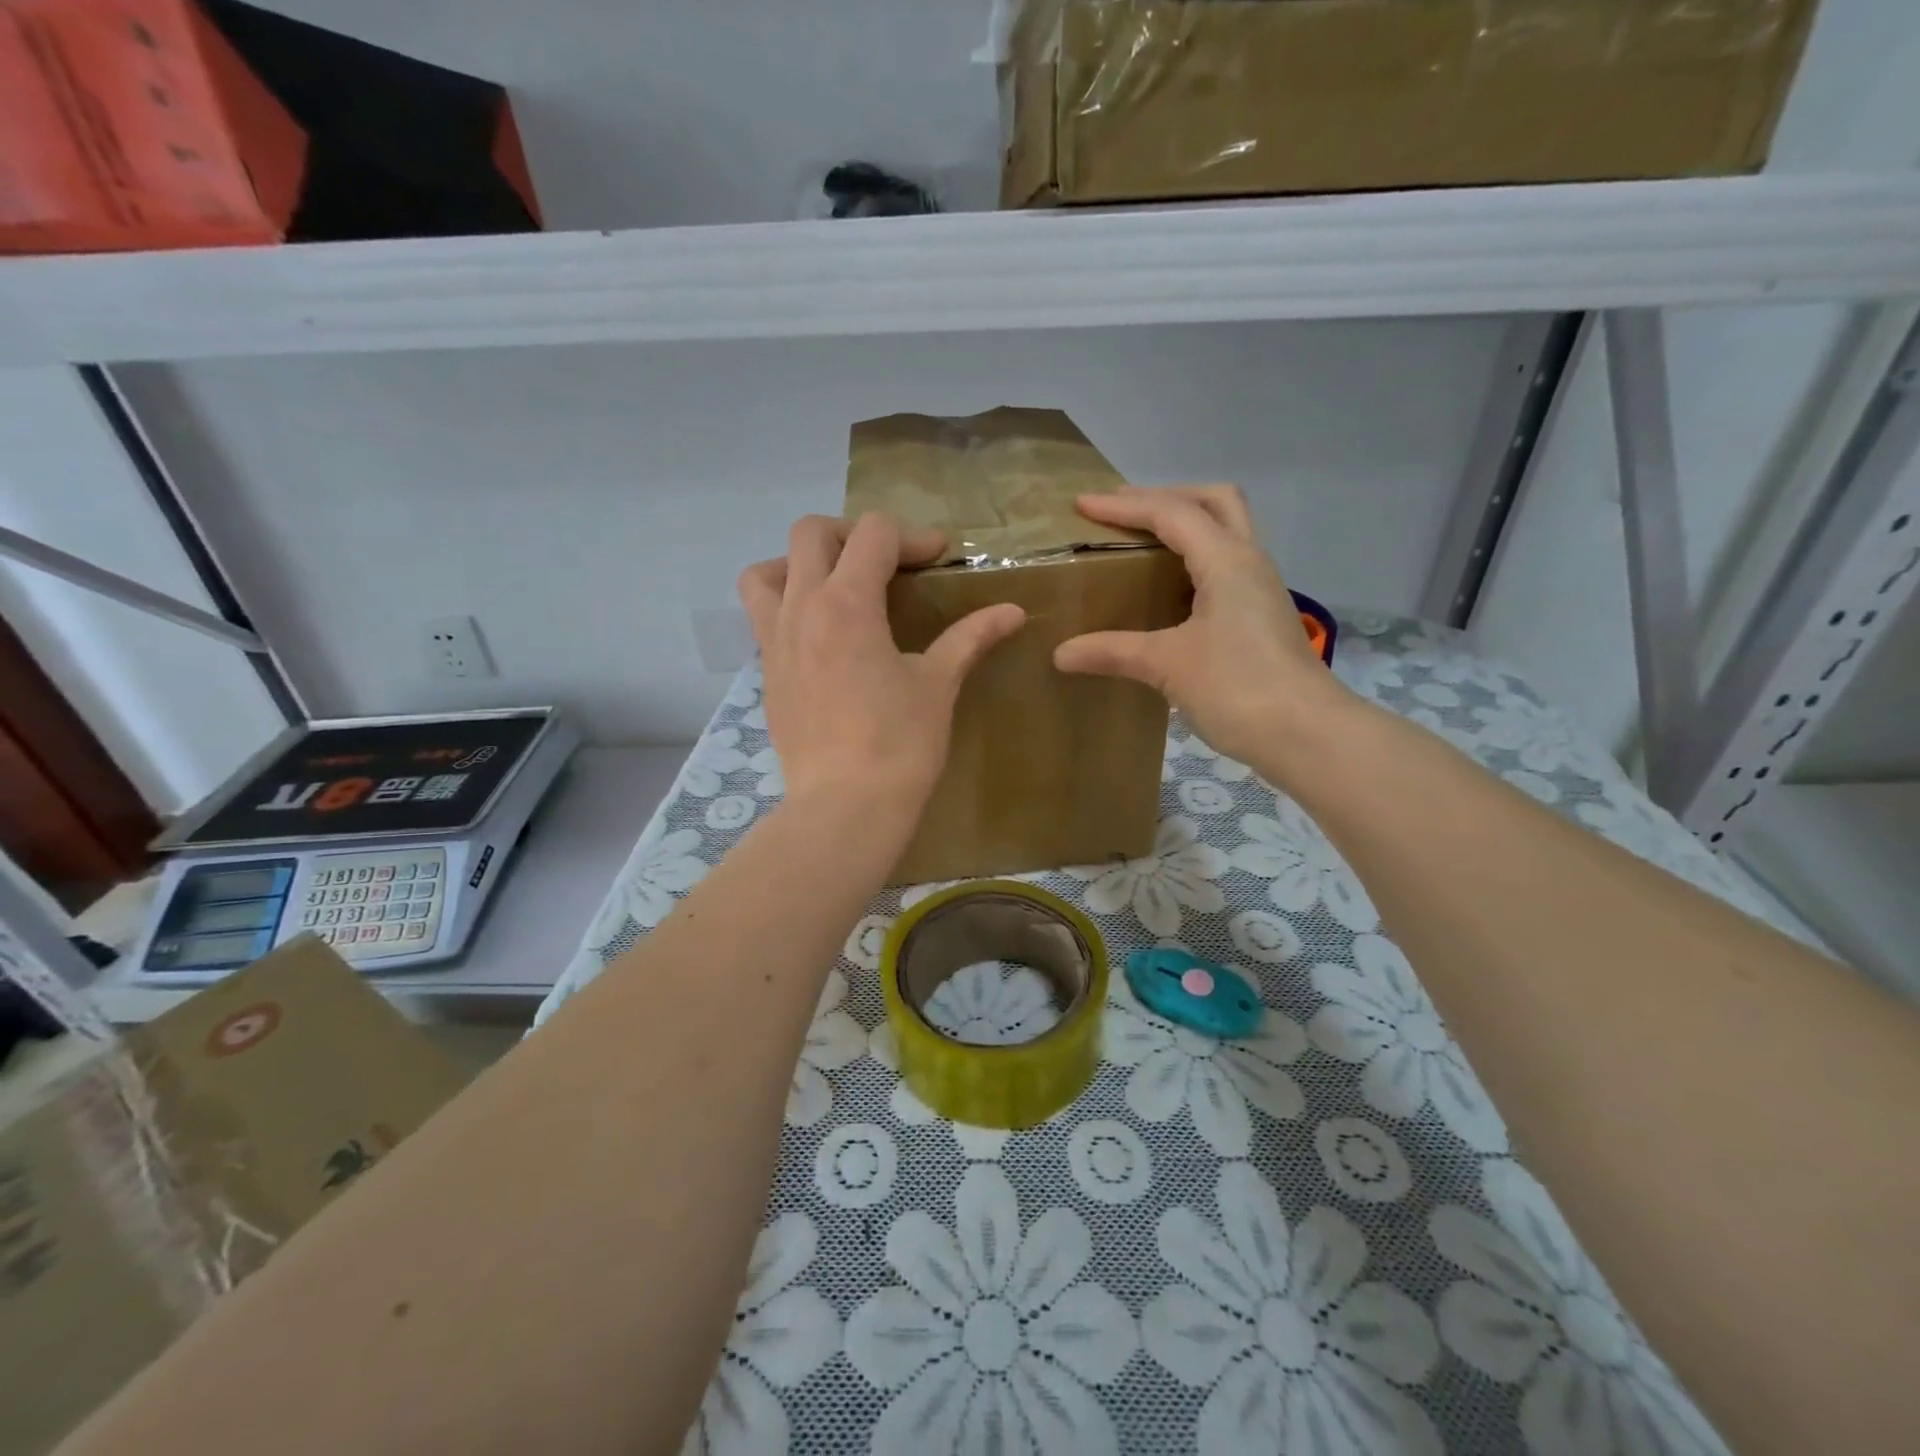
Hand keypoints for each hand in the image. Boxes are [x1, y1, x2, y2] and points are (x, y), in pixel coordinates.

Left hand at [739, 514, 1025, 815]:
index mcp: (847, 604)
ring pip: (766, 570)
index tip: (938, 559)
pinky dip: (786, 604)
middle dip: (853, 534)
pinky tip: (821, 635)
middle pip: (810, 533)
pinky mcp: (766, 671)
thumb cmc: (899, 745)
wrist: (844, 807)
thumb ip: (970, 638)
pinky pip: (761, 615)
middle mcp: (801, 608)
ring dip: (800, 563)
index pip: (873, 534)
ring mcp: (774, 640)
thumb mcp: (938, 685)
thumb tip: (1013, 612)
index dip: (911, 536)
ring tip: (834, 587)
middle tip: (886, 563)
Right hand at [1053, 486, 1350, 775]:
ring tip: (1143, 542)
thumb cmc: (1238, 688)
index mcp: (1227, 561)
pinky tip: (1170, 588)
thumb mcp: (1168, 666)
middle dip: (1167, 497)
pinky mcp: (1262, 615)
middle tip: (1124, 514)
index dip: (1124, 506)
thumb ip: (1113, 652)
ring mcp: (1261, 588)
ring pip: (1227, 530)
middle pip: (1215, 502)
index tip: (1081, 504)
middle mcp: (1249, 561)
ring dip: (1187, 524)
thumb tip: (1060, 654)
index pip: (1172, 513)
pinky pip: (1227, 564)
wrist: (1307, 734)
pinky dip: (1196, 558)